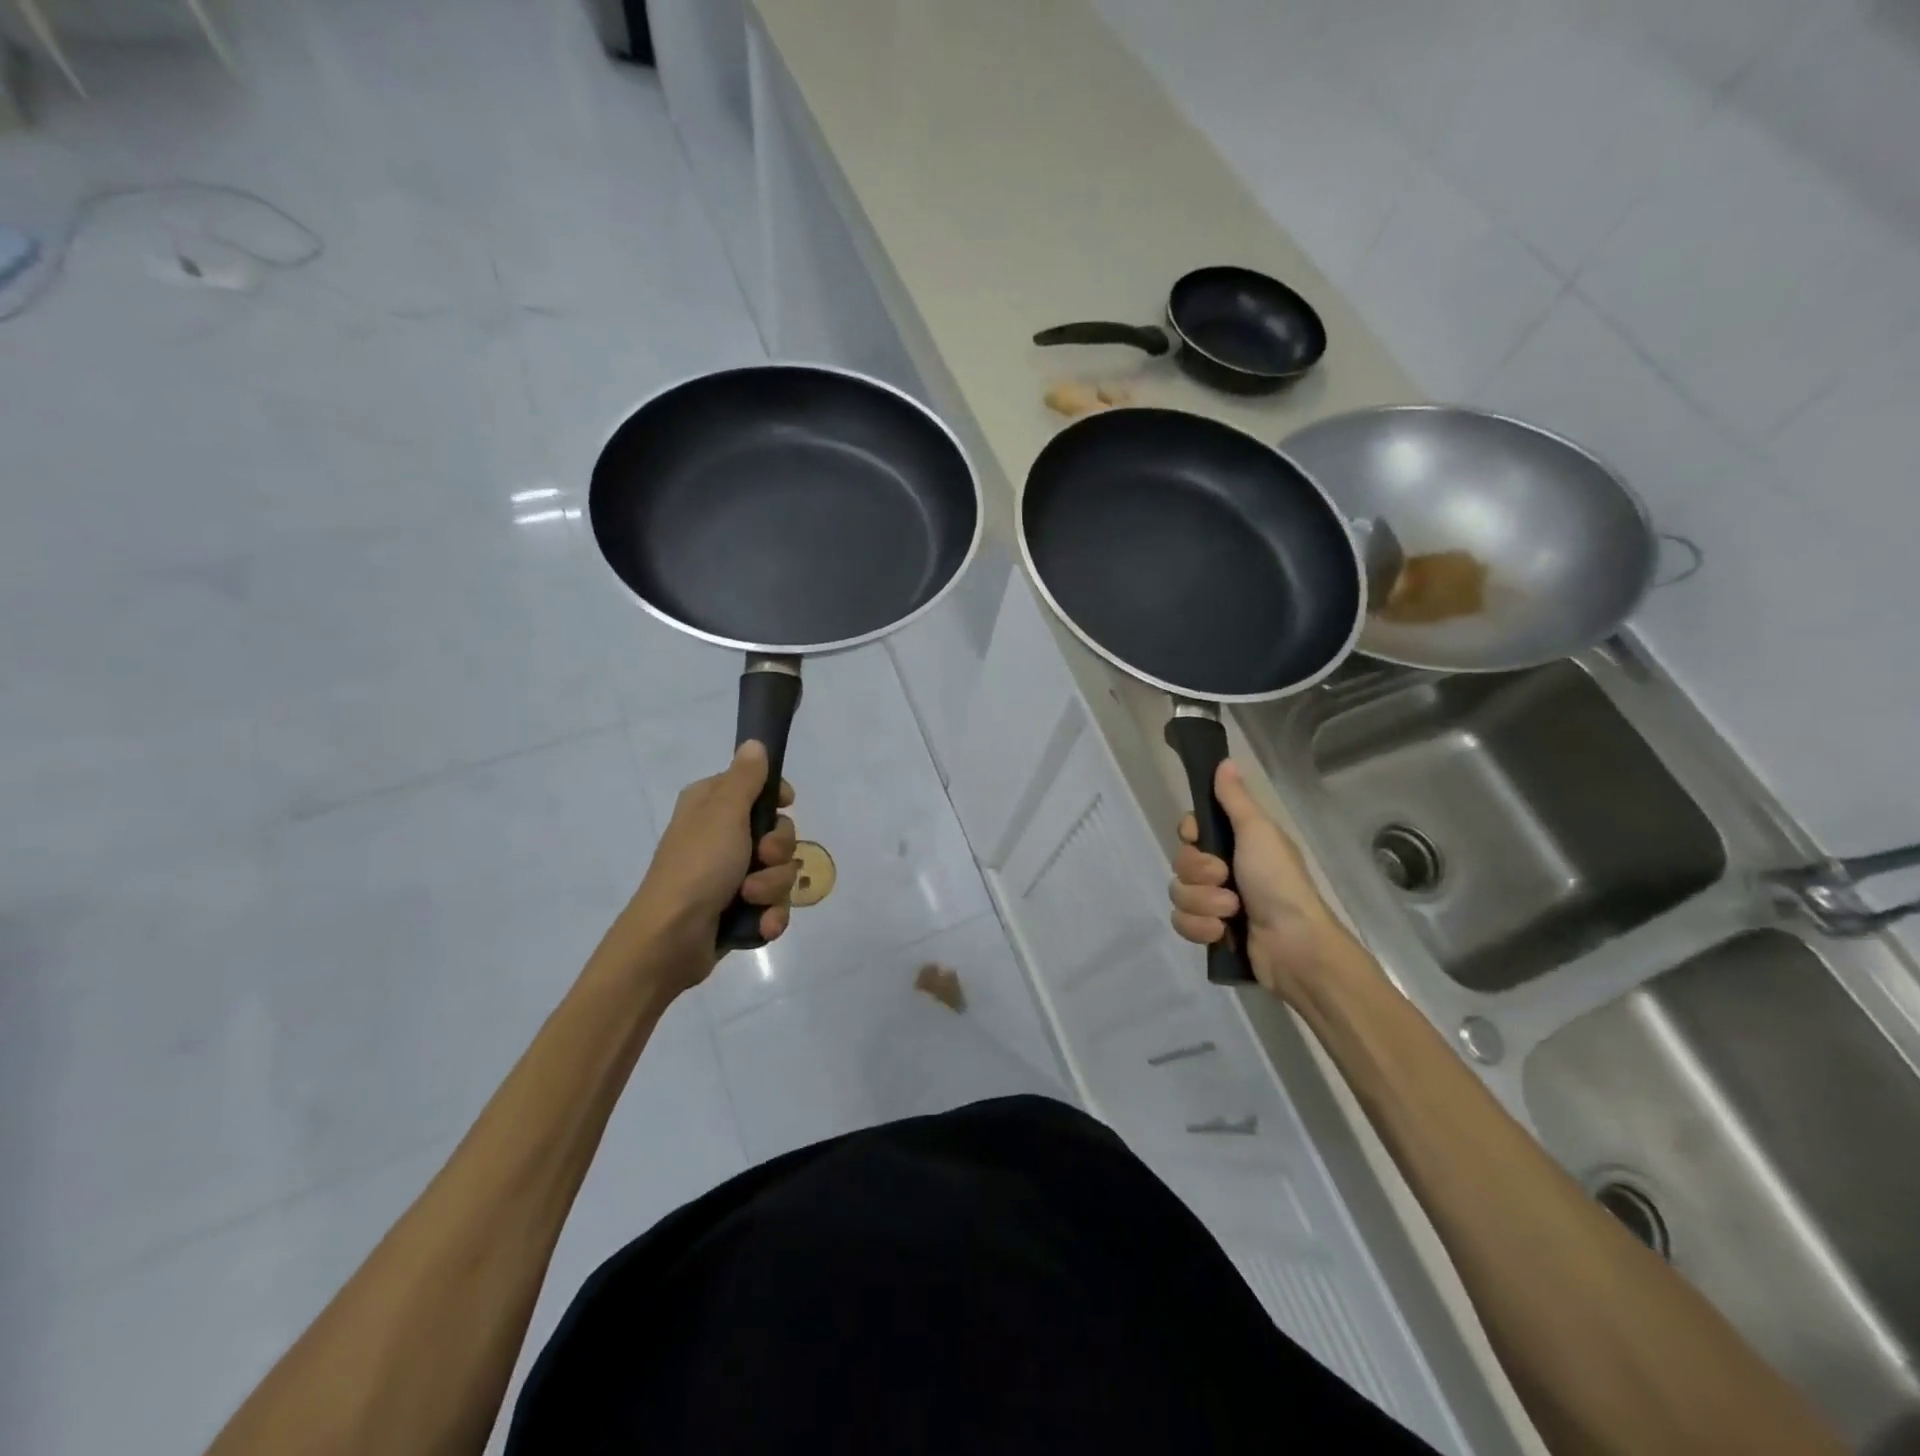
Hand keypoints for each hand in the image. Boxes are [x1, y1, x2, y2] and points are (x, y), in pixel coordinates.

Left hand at [619, 741, 799, 992]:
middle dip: (778, 851)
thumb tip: (754, 743)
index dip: (776, 798)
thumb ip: (745, 778)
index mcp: (712, 807)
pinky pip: (774, 905)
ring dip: (773, 887)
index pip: (757, 788)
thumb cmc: (697, 866)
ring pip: (780, 872)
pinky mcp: (739, 910)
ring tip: (750, 898)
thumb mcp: (724, 813)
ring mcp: (730, 876)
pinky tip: (761, 924)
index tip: (786, 804)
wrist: (670, 940)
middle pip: (778, 833)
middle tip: (760, 858)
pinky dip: (770, 915)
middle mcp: (721, 837)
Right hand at [1168, 759, 1368, 1004]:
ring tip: (1230, 912)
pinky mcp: (1210, 932)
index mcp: (1236, 844)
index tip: (1200, 838)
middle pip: (1180, 862)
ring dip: (1203, 903)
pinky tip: (1223, 933)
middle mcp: (1223, 870)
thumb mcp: (1258, 832)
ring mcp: (1215, 903)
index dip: (1190, 835)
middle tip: (1226, 879)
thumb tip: (1225, 760)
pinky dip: (1201, 928)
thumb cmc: (1279, 882)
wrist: (1294, 945)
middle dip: (1199, 874)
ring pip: (1179, 894)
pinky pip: (1182, 923)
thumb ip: (1235, 799)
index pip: (1190, 830)